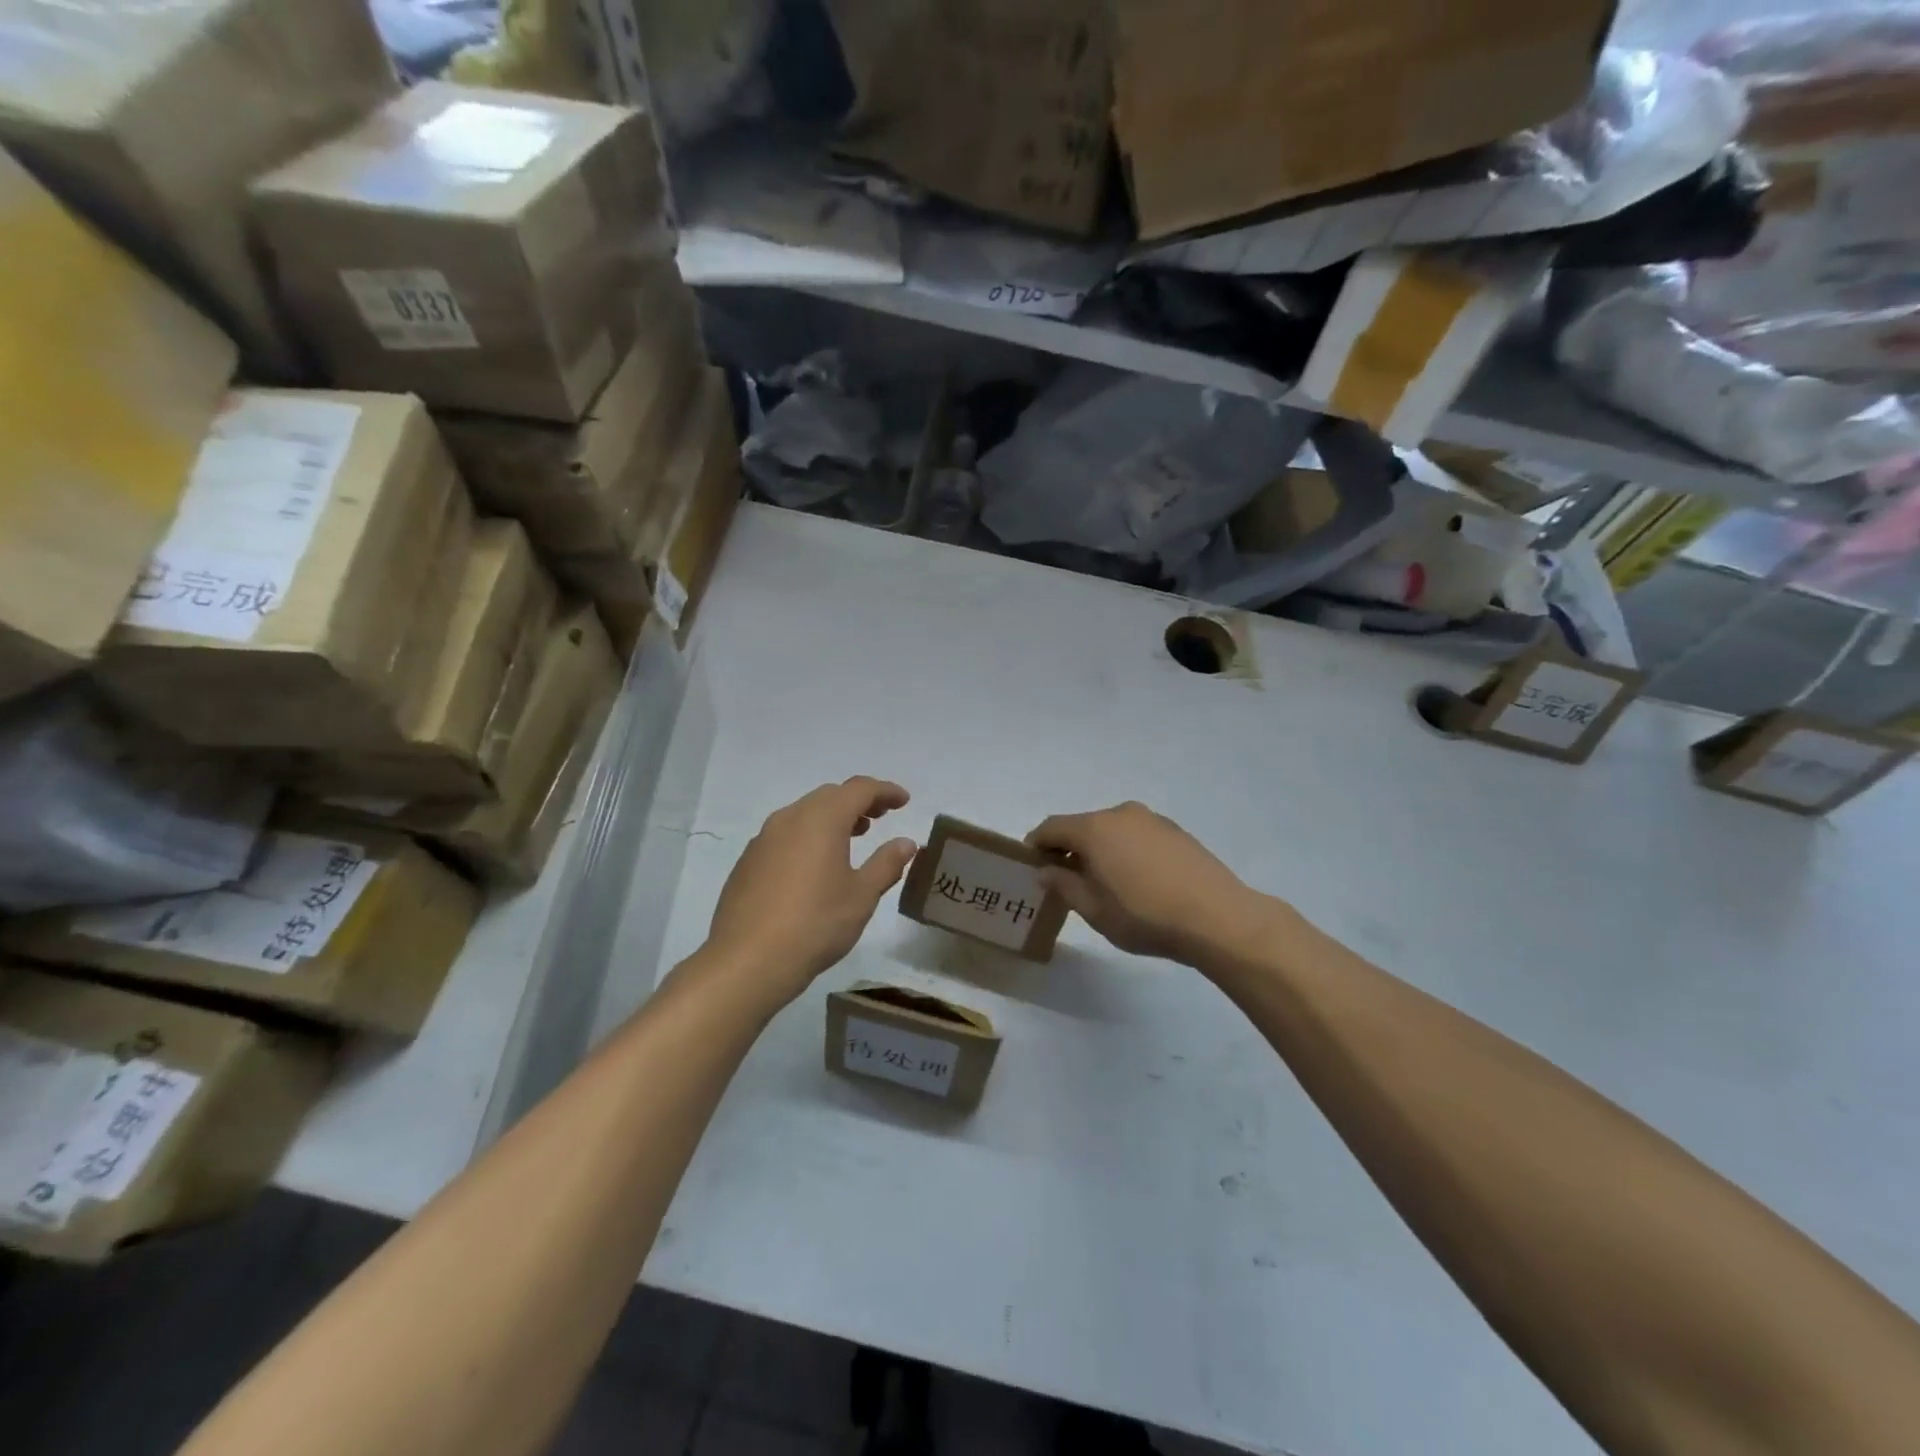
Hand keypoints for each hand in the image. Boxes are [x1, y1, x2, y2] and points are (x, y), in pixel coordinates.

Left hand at [704, 777, 917, 1006]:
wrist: (748, 960)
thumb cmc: (815, 924)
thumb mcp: (861, 895)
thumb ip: (886, 863)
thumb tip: (906, 843)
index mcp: (822, 819)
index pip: (859, 789)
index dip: (885, 791)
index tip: (904, 800)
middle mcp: (790, 818)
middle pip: (830, 796)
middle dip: (858, 801)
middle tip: (881, 816)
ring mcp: (764, 839)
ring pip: (804, 813)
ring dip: (832, 818)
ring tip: (853, 836)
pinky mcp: (748, 861)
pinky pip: (785, 834)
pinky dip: (808, 836)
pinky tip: (815, 864)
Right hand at [1027, 802, 1269, 967]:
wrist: (1217, 917)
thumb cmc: (1145, 915)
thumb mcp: (1094, 909)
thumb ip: (1064, 885)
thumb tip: (1045, 871)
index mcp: (1094, 828)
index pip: (1051, 827)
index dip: (1036, 845)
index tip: (1031, 867)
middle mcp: (1120, 814)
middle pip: (1082, 826)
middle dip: (1069, 849)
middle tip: (1066, 880)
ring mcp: (1152, 820)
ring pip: (1112, 830)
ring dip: (1100, 850)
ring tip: (1105, 884)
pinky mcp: (1176, 831)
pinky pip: (1137, 836)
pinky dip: (1126, 851)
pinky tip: (1138, 881)